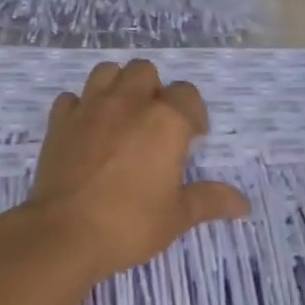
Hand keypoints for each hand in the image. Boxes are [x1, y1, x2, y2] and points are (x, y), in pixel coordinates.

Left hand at [28, 60, 248, 280]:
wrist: (65, 233)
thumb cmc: (129, 224)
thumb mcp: (177, 216)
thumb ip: (210, 200)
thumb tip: (243, 204)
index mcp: (164, 120)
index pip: (187, 94)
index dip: (194, 113)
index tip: (193, 139)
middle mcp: (128, 102)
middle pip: (145, 71)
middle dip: (153, 90)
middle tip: (154, 124)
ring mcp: (90, 107)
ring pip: (107, 72)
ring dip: (117, 86)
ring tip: (121, 116)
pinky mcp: (60, 121)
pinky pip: (71, 98)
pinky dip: (80, 107)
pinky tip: (85, 129)